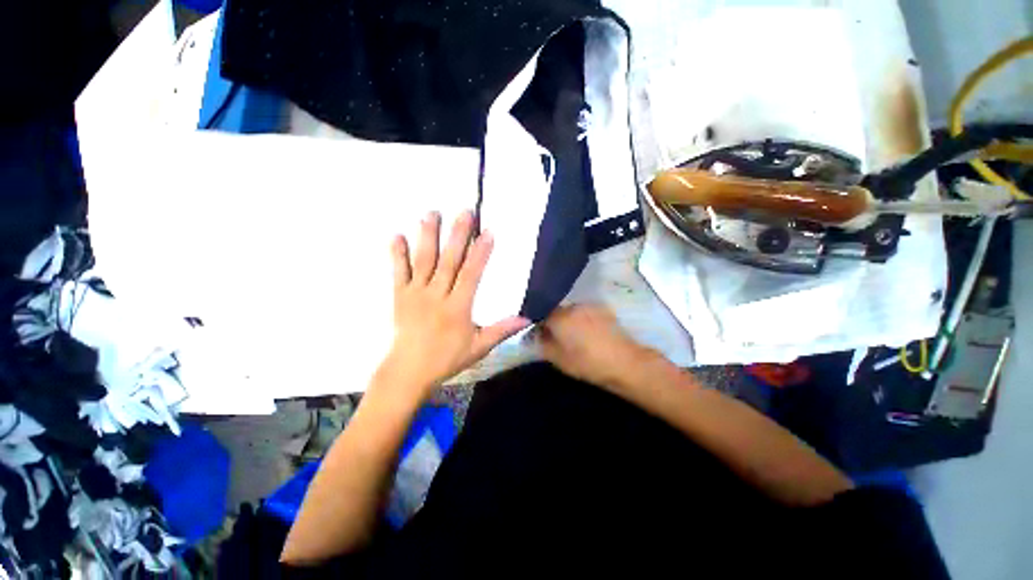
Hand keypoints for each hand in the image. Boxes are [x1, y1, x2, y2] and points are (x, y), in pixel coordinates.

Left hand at [382, 210, 529, 398]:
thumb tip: (527, 318)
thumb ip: (502, 330)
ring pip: (423, 261)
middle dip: (457, 235)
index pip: (471, 275)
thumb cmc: (446, 358)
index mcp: (458, 307)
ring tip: (431, 214)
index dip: (480, 253)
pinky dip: (397, 254)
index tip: (487, 232)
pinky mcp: (400, 296)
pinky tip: (397, 235)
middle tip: (464, 212)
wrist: (408, 370)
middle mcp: (437, 295)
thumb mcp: (478, 347)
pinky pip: (398, 272)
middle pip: (449, 261)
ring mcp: (416, 293)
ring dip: (427, 237)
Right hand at [539, 304, 654, 389]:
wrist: (624, 362)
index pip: (541, 315)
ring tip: (575, 335)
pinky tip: (589, 332)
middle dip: (554, 322)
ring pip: (571, 310)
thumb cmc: (587, 363)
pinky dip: (582, 319)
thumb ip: (543, 344)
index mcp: (559, 317)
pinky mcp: (603, 309)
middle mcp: (573, 306)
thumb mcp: (559, 359)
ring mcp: (589, 306)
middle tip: (558, 337)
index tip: (541, 336)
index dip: (538, 325)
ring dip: (569, 319)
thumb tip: (536, 335)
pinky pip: (585, 312)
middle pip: (557, 311)